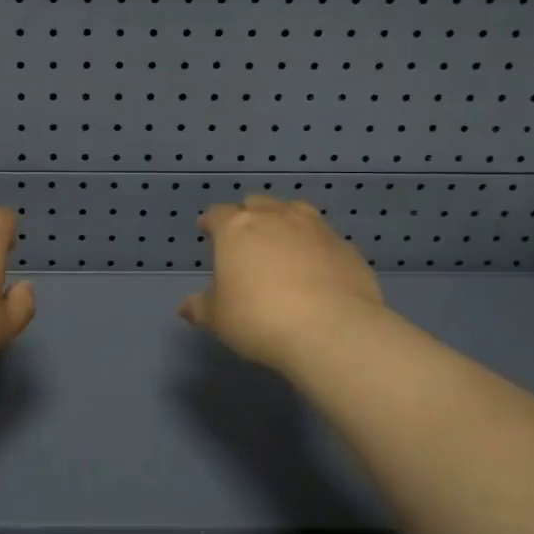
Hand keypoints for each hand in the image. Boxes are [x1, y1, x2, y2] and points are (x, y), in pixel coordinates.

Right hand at [179, 195, 384, 372]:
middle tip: (245, 238)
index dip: (211, 221)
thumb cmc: (259, 318)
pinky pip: (325, 239)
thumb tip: (186, 307)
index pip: (218, 213)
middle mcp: (276, 217)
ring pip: (295, 211)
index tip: (207, 230)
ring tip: (283, 244)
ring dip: (285, 222)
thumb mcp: (218, 318)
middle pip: (258, 204)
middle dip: (249, 216)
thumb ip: (201, 307)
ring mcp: (316, 228)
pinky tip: (317, 269)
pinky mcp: (347, 247)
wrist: (331, 329)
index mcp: (237, 228)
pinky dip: (316, 248)